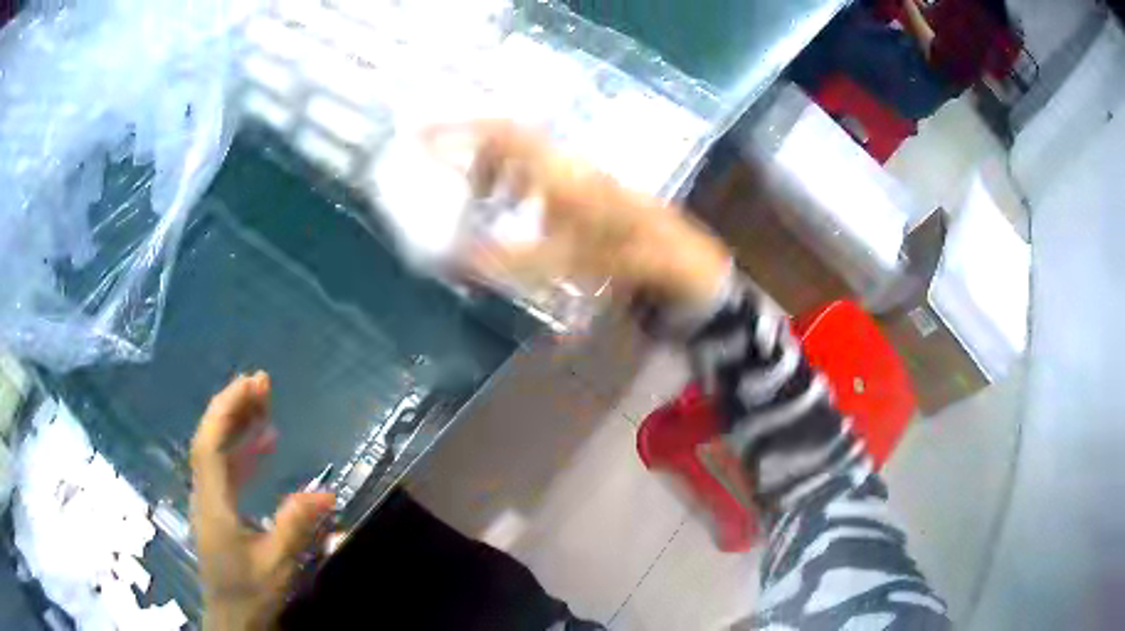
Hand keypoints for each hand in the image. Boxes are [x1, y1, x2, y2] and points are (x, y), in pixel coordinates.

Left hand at [189, 372, 334, 630]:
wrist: (232, 620)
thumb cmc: (250, 593)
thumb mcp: (276, 564)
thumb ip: (296, 528)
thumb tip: (326, 493)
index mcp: (213, 503)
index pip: (210, 443)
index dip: (227, 409)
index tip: (252, 383)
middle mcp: (205, 494)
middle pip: (211, 440)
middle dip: (233, 407)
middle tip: (261, 382)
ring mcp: (210, 502)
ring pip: (217, 453)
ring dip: (238, 425)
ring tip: (263, 404)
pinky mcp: (219, 512)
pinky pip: (227, 470)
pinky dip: (243, 451)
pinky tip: (263, 446)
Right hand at [427, 121, 730, 308]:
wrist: (678, 261)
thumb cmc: (625, 259)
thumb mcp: (565, 262)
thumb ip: (508, 259)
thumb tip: (456, 258)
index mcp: (558, 171)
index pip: (499, 134)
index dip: (458, 130)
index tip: (421, 136)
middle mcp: (567, 163)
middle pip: (509, 143)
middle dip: (478, 163)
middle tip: (464, 194)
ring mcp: (581, 173)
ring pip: (527, 160)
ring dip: (501, 178)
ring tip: (490, 210)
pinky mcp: (590, 187)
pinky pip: (543, 176)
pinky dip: (523, 192)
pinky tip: (527, 221)